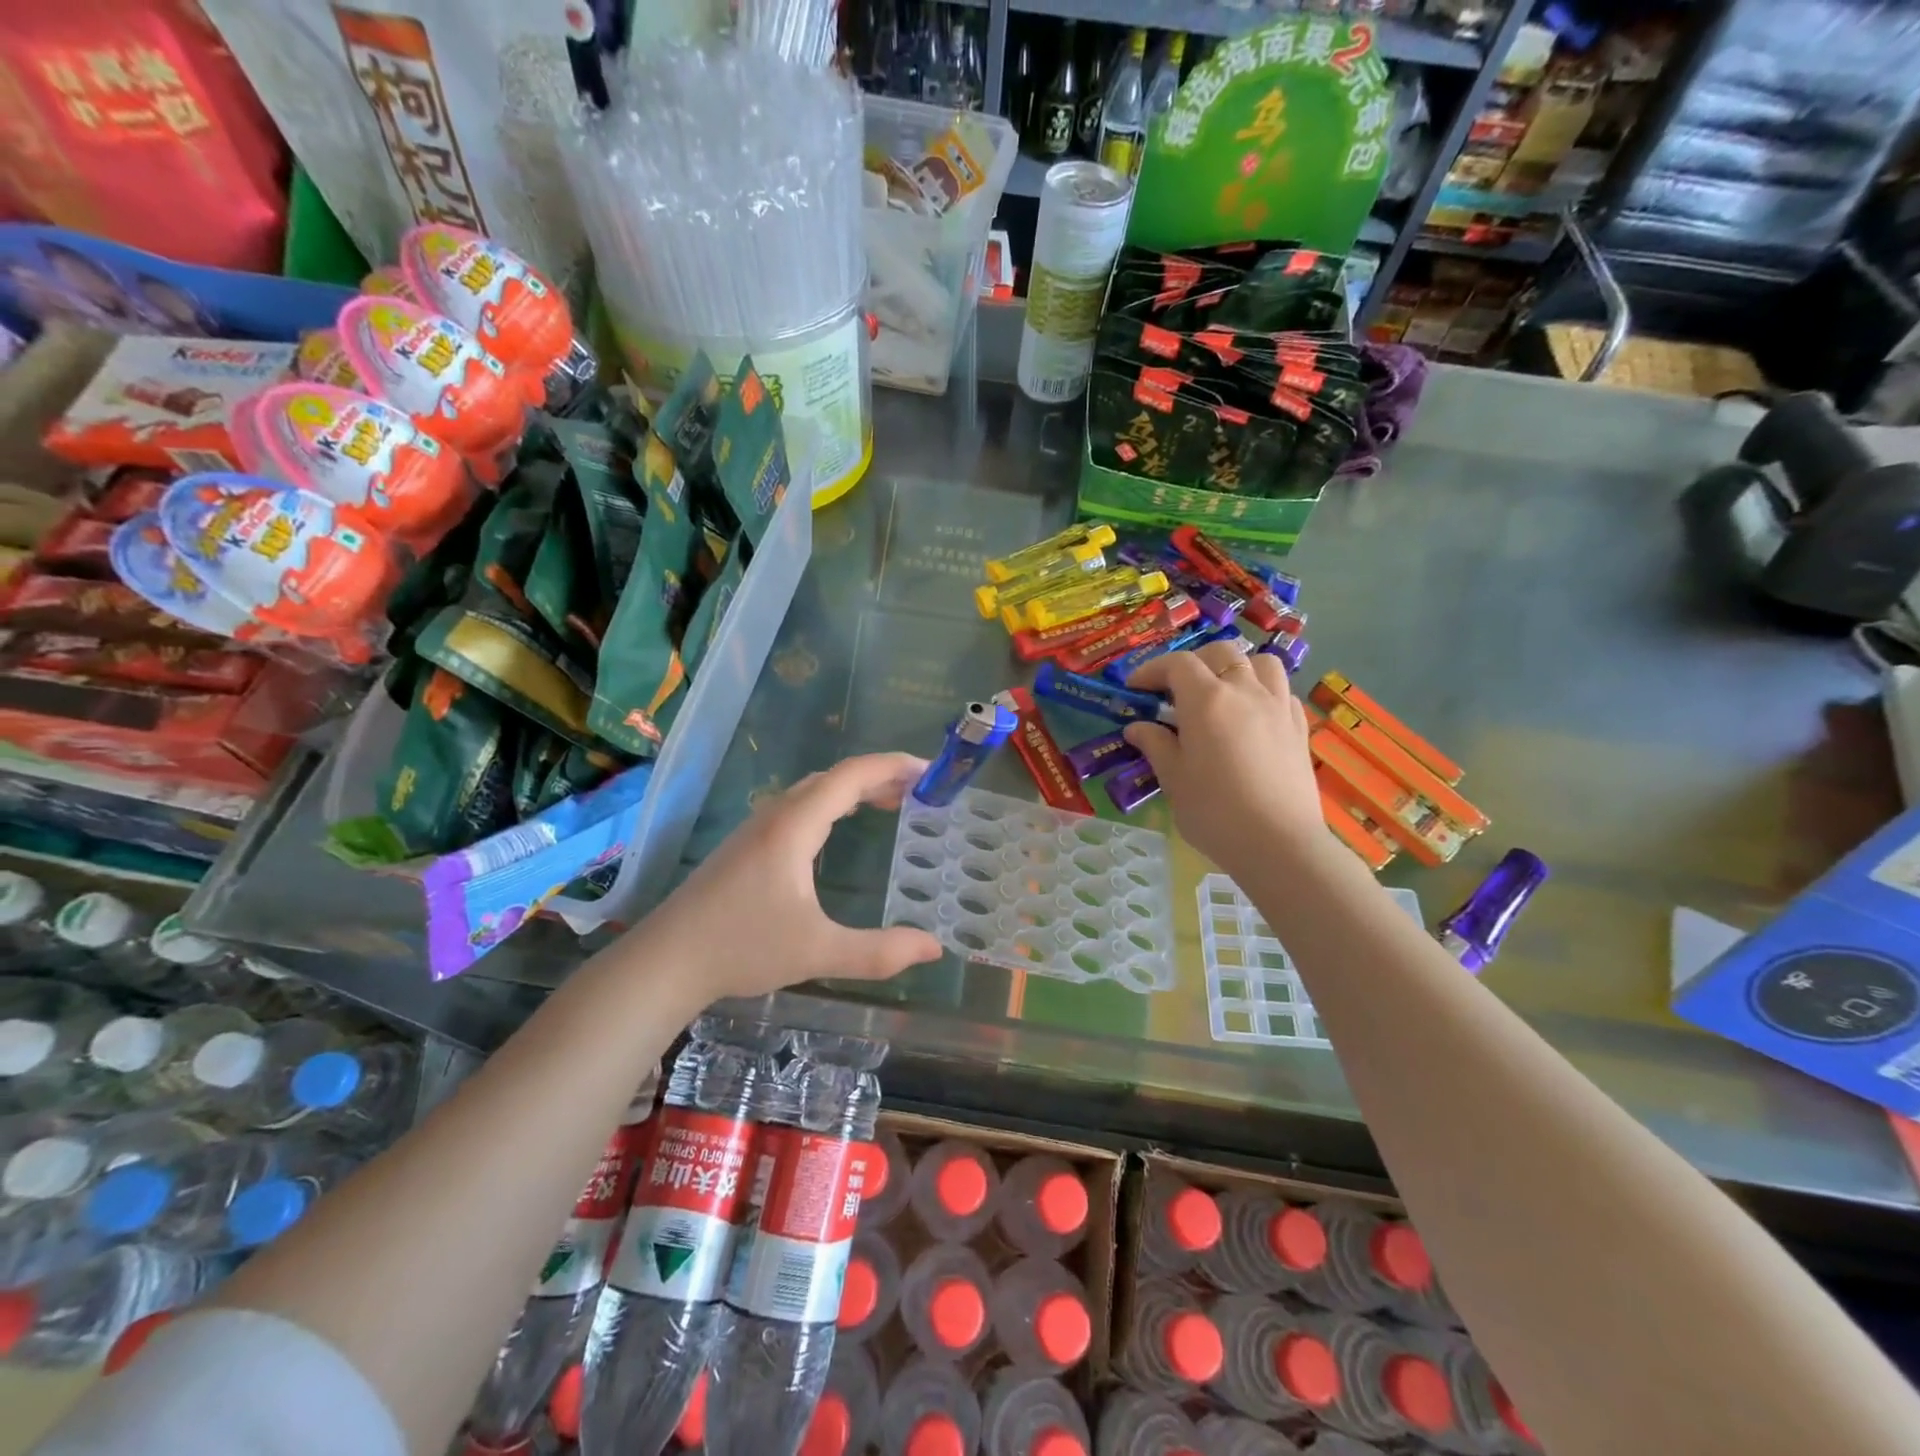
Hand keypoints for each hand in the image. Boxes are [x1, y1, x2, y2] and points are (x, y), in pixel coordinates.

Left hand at [637, 753, 944, 1000]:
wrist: (665, 961)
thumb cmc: (741, 948)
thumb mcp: (818, 952)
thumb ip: (879, 952)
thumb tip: (934, 948)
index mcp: (794, 826)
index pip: (851, 776)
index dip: (892, 765)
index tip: (930, 769)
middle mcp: (776, 816)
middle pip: (834, 778)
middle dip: (880, 776)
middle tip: (921, 790)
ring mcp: (756, 829)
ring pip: (814, 791)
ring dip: (854, 790)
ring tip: (891, 803)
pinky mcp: (746, 846)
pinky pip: (799, 807)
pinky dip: (833, 805)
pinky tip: (838, 831)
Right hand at [1124, 642, 1325, 873]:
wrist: (1279, 844)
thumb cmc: (1215, 813)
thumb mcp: (1174, 779)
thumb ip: (1156, 745)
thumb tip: (1138, 727)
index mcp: (1206, 700)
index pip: (1176, 664)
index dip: (1152, 670)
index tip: (1135, 687)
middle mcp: (1245, 691)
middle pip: (1220, 653)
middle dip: (1193, 663)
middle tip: (1175, 690)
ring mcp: (1278, 706)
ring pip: (1260, 662)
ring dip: (1236, 668)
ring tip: (1221, 693)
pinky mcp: (1299, 726)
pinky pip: (1281, 690)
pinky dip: (1263, 691)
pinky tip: (1252, 716)